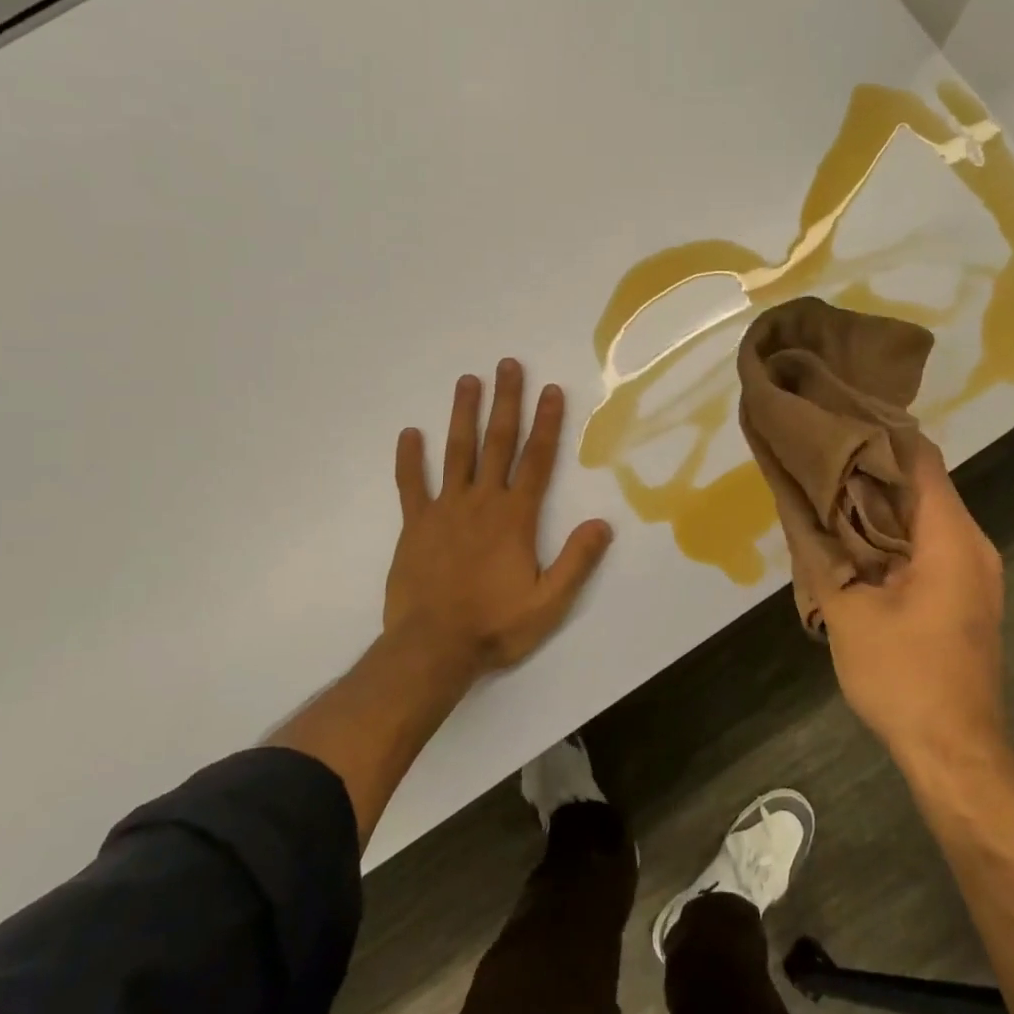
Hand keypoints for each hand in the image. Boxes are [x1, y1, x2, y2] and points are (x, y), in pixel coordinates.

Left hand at [384, 359, 613, 680]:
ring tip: (467, 381)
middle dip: (506, 402)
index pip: (537, 460)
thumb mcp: (548, 602)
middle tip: (507, 365)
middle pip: (497, 443)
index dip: (547, 423)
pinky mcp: (415, 525)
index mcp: (515, 517)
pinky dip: (410, 459)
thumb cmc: (495, 625)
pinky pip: (411, 485)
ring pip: (456, 452)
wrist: (433, 648)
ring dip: (463, 415)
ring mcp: (444, 510)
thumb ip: (576, 561)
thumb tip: (603, 524)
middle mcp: (482, 502)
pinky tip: (410, 434)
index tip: (551, 390)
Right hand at [807, 438, 1009, 774]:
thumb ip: (822, 555)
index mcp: (950, 539)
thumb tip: (798, 511)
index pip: (920, 460)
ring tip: (826, 492)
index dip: (880, 435)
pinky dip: (892, 534)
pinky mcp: (966, 596)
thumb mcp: (847, 611)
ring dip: (879, 504)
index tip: (836, 422)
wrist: (954, 751)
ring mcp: (974, 572)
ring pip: (924, 516)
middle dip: (871, 469)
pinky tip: (852, 540)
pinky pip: (928, 545)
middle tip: (818, 458)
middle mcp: (972, 545)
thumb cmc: (903, 676)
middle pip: (922, 485)